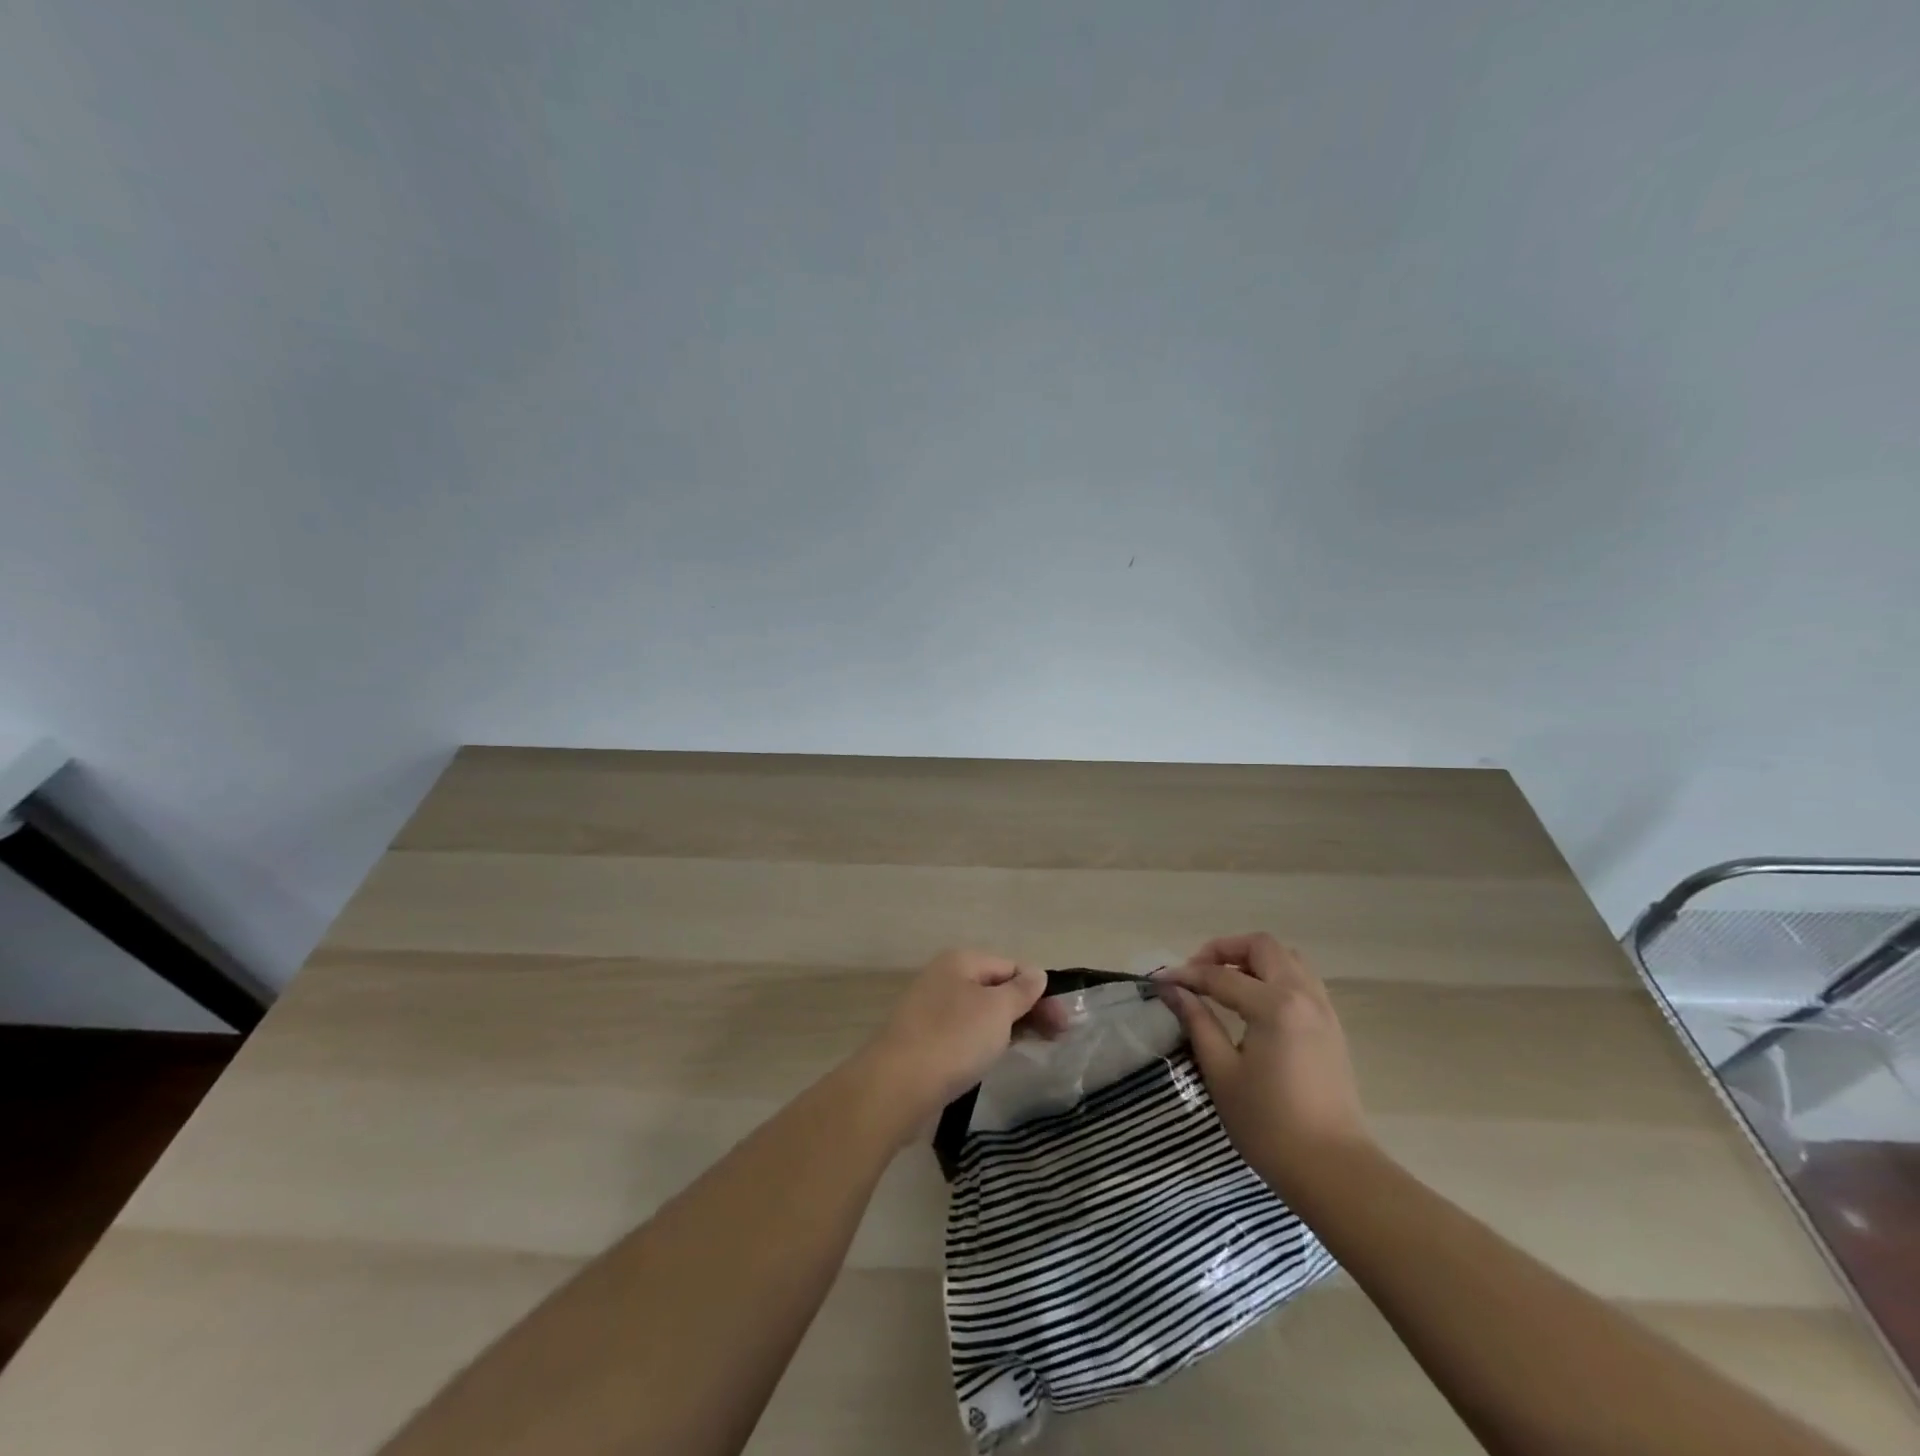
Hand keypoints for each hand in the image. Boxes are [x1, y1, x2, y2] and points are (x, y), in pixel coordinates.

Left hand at [857, 949, 1054, 1129]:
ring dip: (1009, 1026)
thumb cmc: (954, 1039)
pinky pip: (965, 1033)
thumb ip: (1021, 990)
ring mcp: (931, 1010)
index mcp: (960, 961)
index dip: (1040, 991)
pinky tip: (996, 1057)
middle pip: (997, 988)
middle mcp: (944, 978)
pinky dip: (985, 1041)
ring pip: (981, 1012)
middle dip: (1028, 1009)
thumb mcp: (997, 1010)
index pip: (1012, 966)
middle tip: (1057, 1038)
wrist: (896, 1086)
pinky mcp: (925, 1040)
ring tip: (1034, 1047)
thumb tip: (1036, 974)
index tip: (1063, 1023)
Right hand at [1158, 933, 1370, 1198]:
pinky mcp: (1332, 1027)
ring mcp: (1323, 1010)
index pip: (1220, 974)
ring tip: (1225, 983)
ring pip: (1287, 959)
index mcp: (1274, 1005)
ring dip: (1253, 960)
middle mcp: (1303, 996)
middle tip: (1197, 974)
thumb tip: (1173, 990)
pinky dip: (1275, 976)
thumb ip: (1197, 1022)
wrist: (1334, 1170)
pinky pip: (1302, 980)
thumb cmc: (1269, 1125)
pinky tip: (1255, 1003)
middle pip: (1262, 946)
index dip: (1186, 975)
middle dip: (1224, 950)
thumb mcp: (1221, 1072)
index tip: (1160, 981)